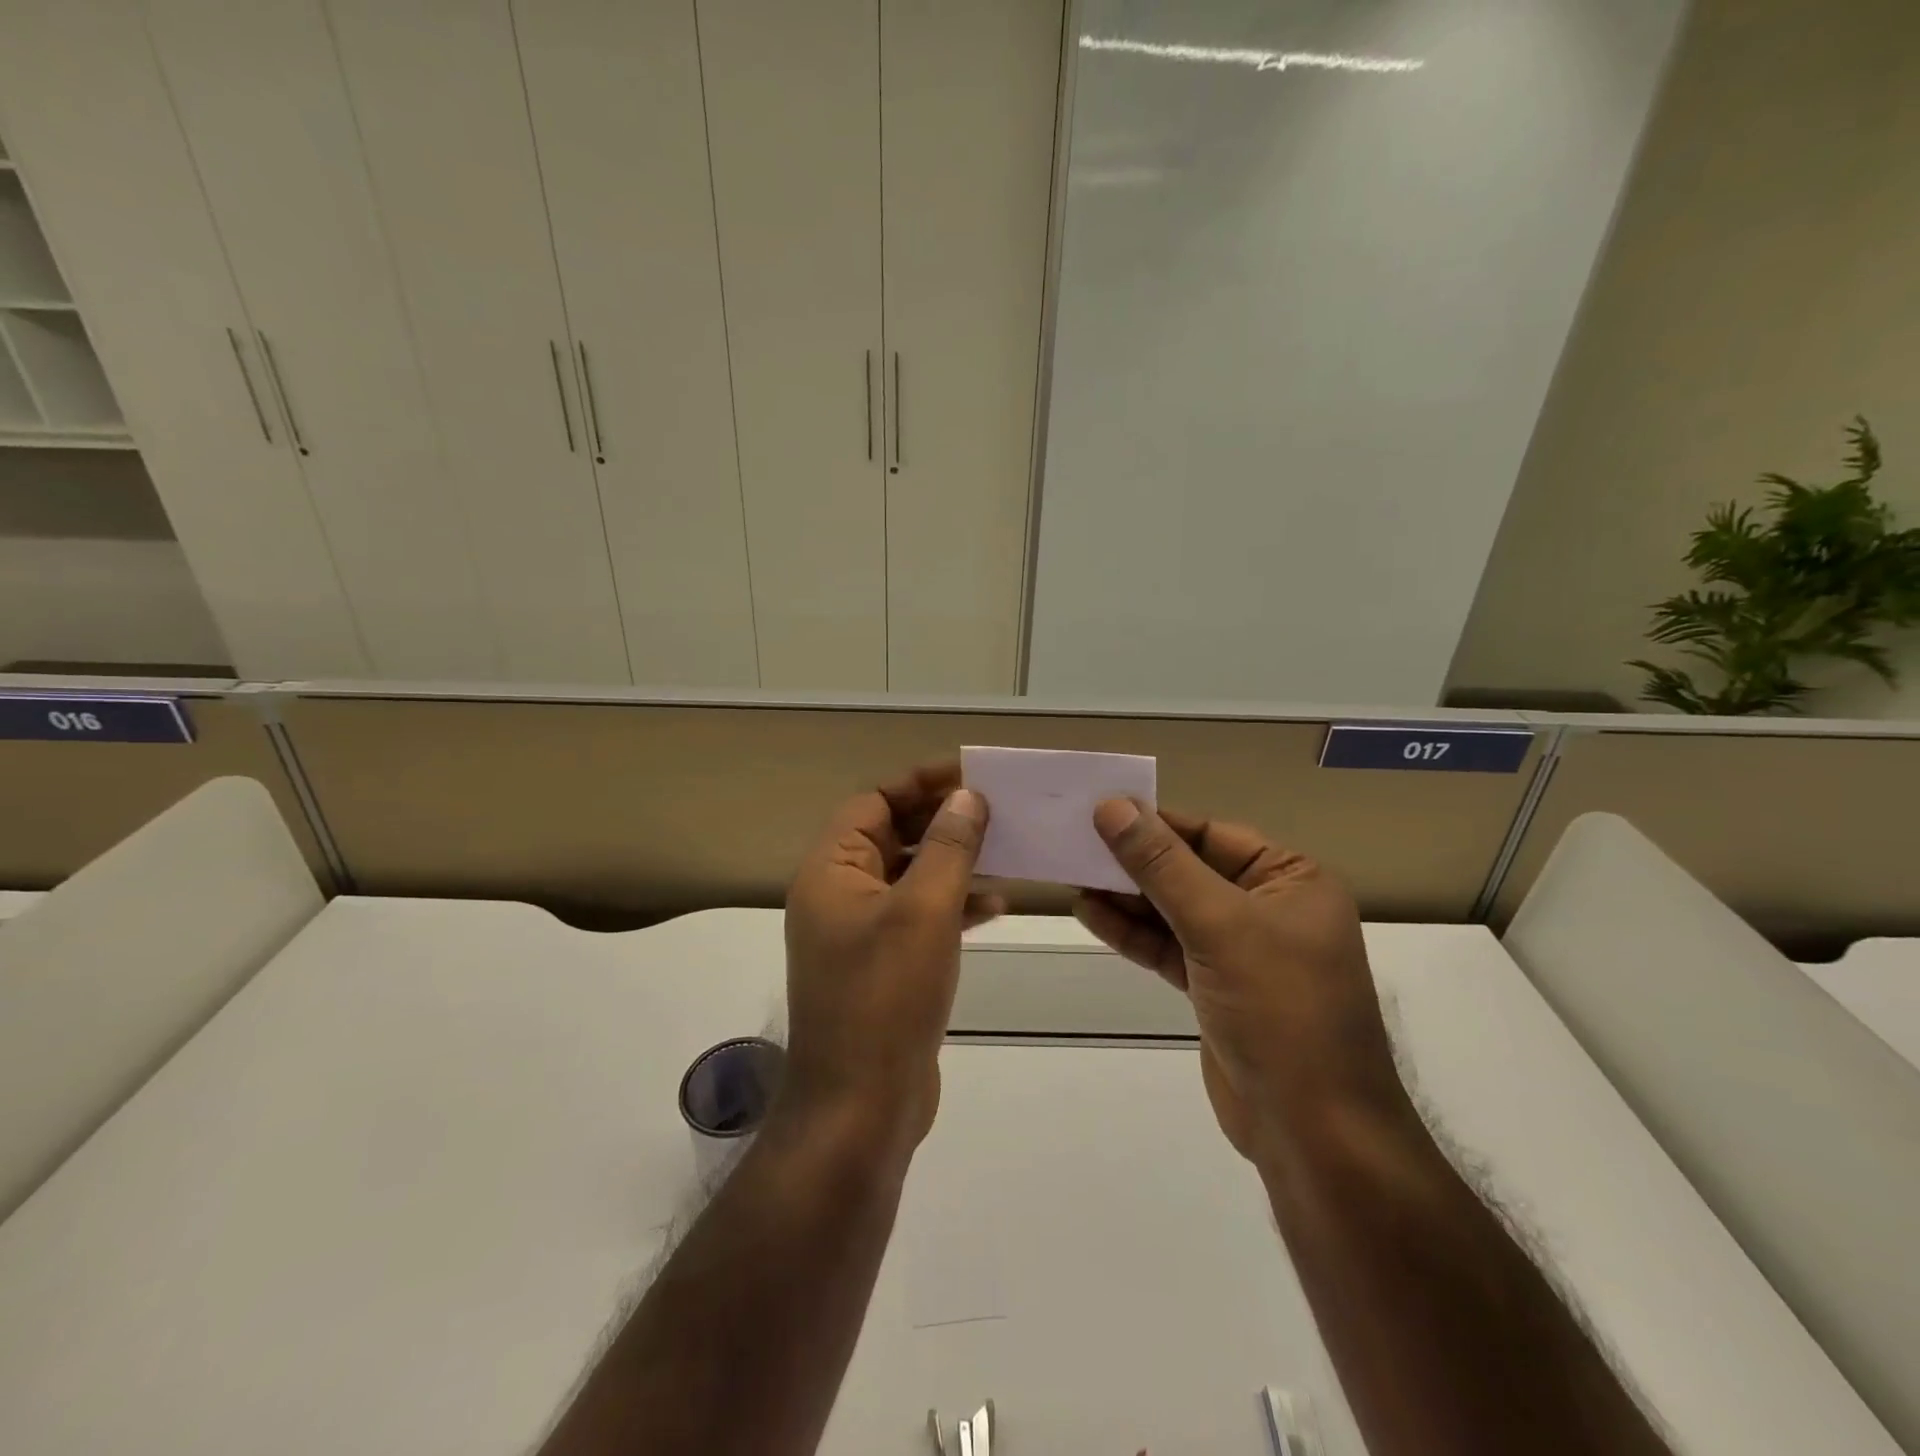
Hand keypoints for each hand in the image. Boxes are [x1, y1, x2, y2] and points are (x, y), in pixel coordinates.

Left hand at [781, 763, 1003, 1162]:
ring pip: (909, 876)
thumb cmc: (887, 997)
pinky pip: (917, 917)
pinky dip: (952, 904)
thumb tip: (966, 796)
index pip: (873, 803)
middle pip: (891, 836)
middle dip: (941, 820)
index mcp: (831, 872)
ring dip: (952, 861)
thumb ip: (947, 847)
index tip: (970, 774)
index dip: (919, 783)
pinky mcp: (882, 966)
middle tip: (995, 808)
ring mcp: (858, 934)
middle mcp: (838, 895)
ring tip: (1003, 851)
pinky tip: (994, 905)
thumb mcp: (924, 911)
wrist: (862, 1107)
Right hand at [1073, 800, 1407, 1163]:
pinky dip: (1132, 933)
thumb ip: (1162, 865)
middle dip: (1135, 861)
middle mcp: (1269, 909)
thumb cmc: (1279, 1009)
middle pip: (1189, 870)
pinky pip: (1169, 946)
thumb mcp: (1219, 925)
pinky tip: (1090, 913)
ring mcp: (1242, 952)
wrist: (1312, 1131)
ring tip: (1072, 875)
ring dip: (1126, 897)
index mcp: (1291, 880)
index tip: (1099, 809)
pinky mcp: (1216, 989)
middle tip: (1075, 842)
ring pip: (1174, 910)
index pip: (1211, 834)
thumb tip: (1113, 806)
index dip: (1154, 822)